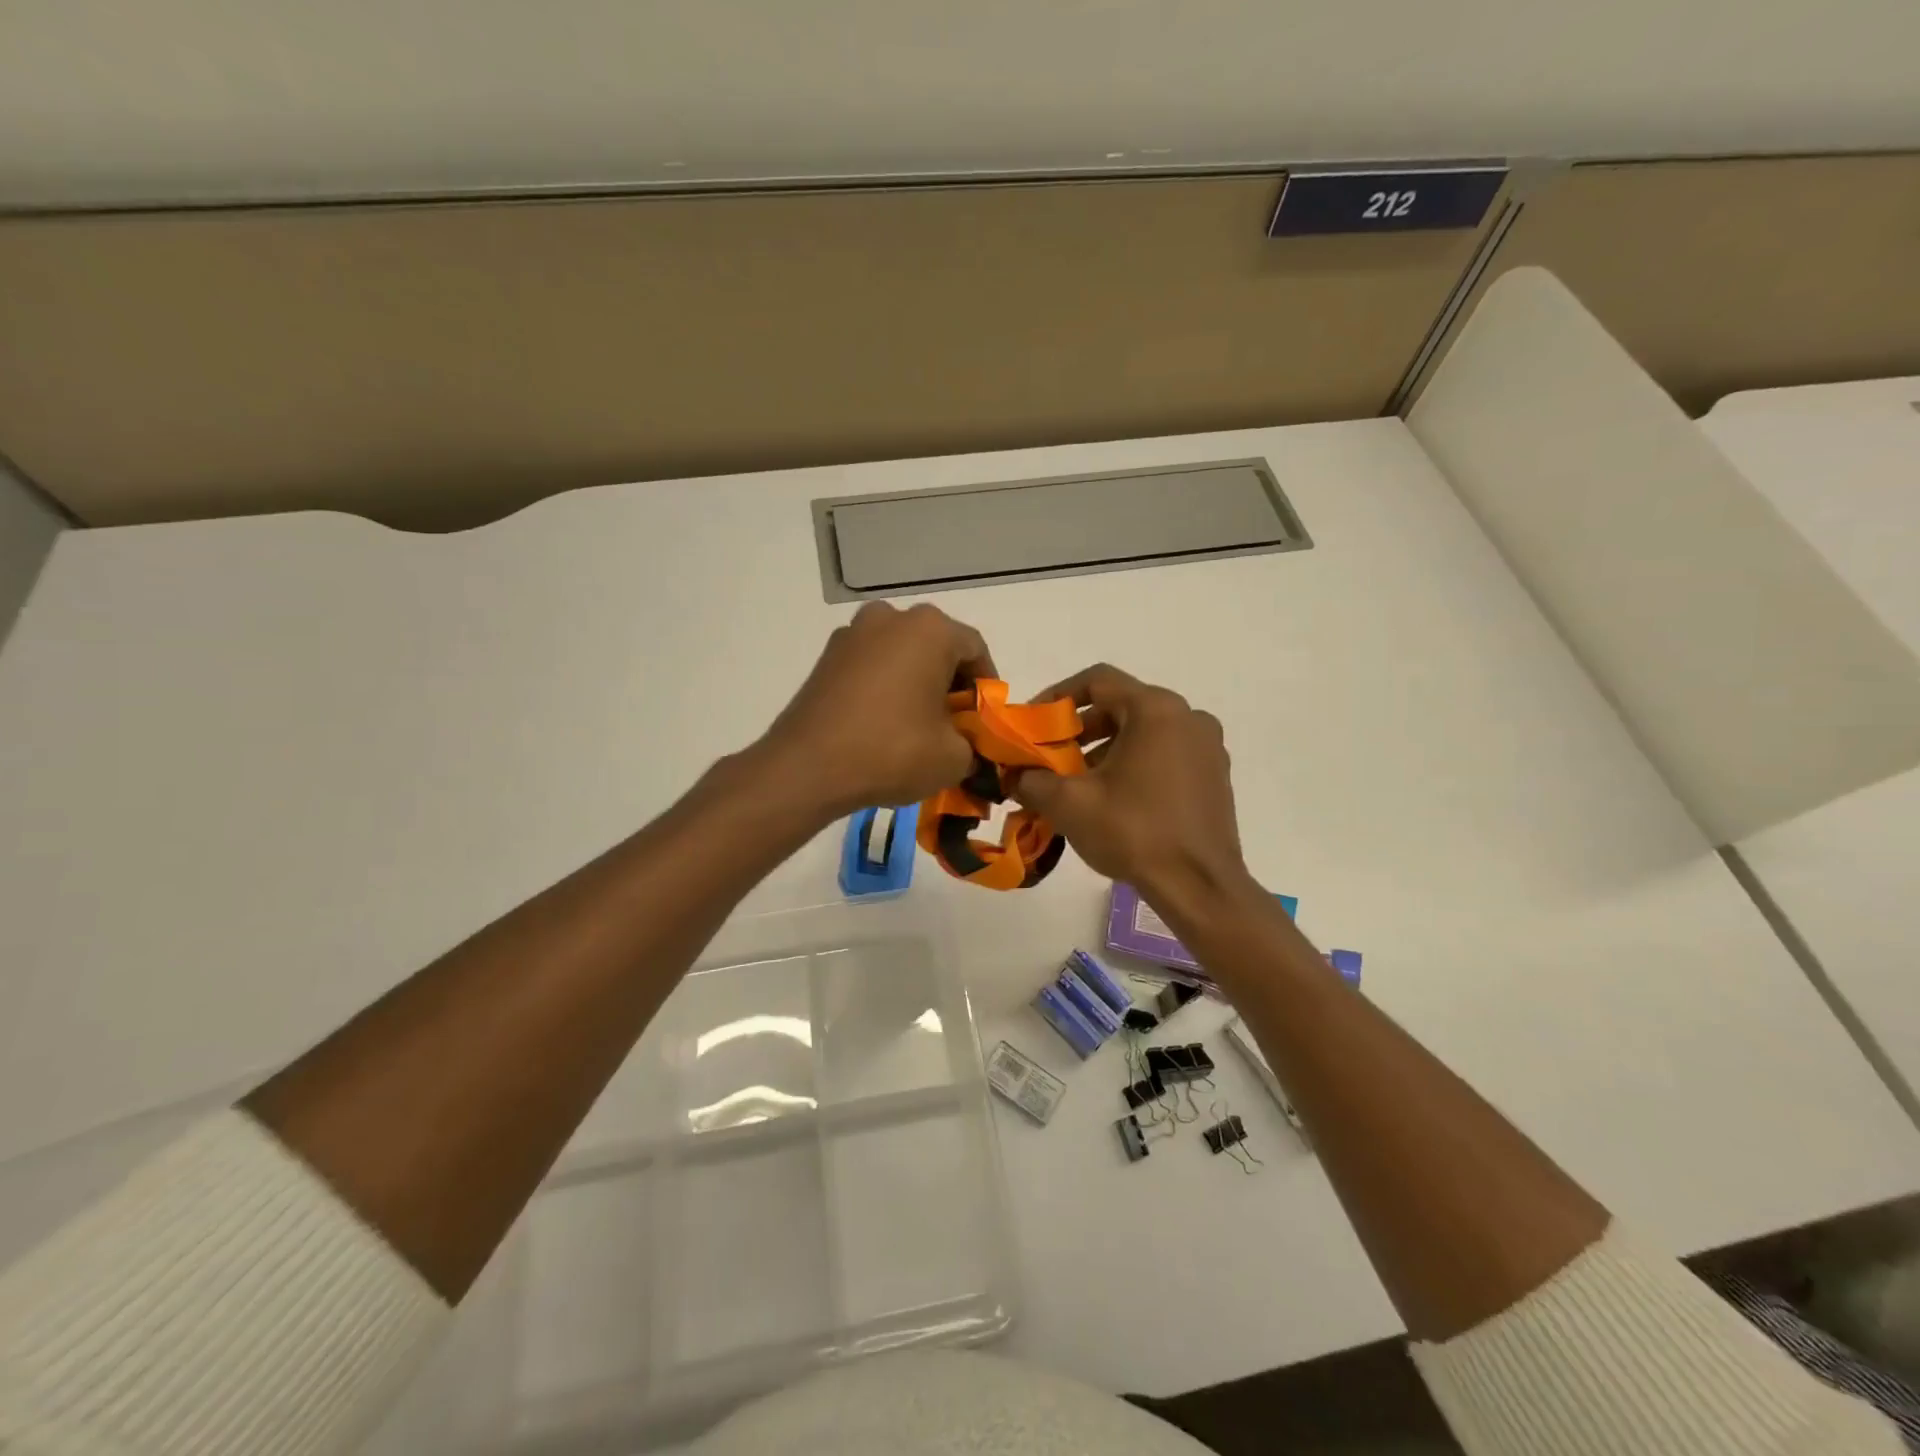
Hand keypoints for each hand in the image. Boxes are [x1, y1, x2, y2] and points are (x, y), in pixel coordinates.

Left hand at [760, 601, 995, 816]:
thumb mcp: (953, 758)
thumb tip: (966, 742)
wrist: (807, 767)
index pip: (976, 650)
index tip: (984, 720)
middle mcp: (891, 618)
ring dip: (916, 683)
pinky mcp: (827, 657)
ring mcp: (853, 634)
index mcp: (930, 629)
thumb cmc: (892, 751)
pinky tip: (883, 724)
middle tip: (954, 725)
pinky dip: (885, 687)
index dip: (986, 687)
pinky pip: (872, 666)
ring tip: (917, 726)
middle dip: (950, 684)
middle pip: (937, 647)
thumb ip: (974, 743)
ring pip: (902, 655)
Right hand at [1010, 664, 1252, 905]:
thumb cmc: (1134, 832)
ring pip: (1144, 731)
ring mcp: (1207, 746)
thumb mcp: (1069, 804)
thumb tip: (1015, 776)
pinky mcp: (1214, 775)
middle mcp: (1187, 717)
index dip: (1058, 696)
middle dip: (1080, 728)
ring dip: (1105, 748)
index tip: (1035, 722)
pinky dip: (1135, 763)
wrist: (1200, 887)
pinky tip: (1113, 797)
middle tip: (1051, 755)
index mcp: (1156, 710)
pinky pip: (1166, 753)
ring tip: (1076, 782)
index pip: (1098, 681)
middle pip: (1122, 706)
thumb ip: (1032, 780)